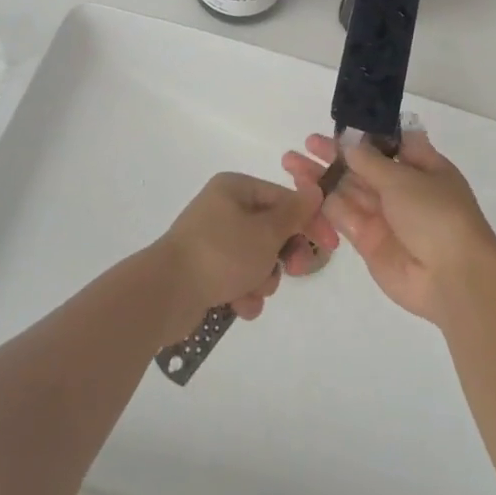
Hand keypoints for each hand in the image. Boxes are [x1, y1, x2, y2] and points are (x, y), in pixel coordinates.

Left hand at [153, 172, 338, 341]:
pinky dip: (243, 293)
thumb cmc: (221, 253)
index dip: (309, 221)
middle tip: (293, 271)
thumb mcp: (266, 232)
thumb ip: (295, 213)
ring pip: (258, 259)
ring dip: (262, 279)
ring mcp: (212, 241)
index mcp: (235, 188)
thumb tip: (315, 190)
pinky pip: (238, 278)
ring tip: (251, 291)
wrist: (165, 294)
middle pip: (272, 230)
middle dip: (282, 255)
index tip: (330, 246)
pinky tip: (237, 306)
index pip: (284, 199)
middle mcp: (223, 209)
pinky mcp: (205, 270)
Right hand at [282, 129, 495, 325]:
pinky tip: (302, 190)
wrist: (452, 277)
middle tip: (305, 144)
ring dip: (322, 177)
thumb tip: (350, 143)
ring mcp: (385, 217)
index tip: (338, 126)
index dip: (364, 135)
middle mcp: (403, 189)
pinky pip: (344, 217)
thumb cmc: (436, 214)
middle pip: (363, 167)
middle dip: (334, 155)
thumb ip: (371, 161)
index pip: (390, 144)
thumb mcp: (404, 178)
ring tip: (290, 163)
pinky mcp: (369, 242)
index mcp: (422, 167)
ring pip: (348, 191)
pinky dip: (324, 204)